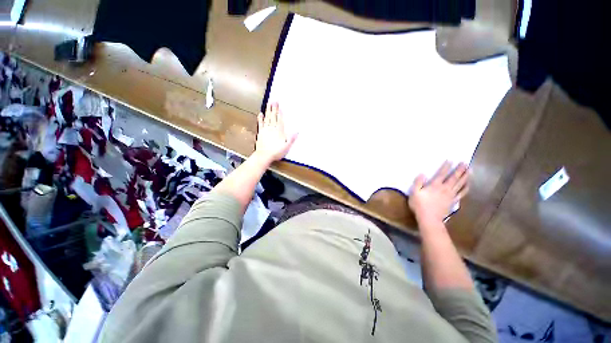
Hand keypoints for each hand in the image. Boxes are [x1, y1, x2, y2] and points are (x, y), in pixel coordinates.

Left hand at [254, 103, 296, 163]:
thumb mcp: (286, 147)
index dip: (280, 113)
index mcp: (279, 131)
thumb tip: (297, 131)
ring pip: (267, 118)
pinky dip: (260, 119)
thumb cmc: (276, 152)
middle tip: (274, 100)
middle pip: (273, 117)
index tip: (280, 106)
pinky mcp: (260, 133)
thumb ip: (291, 139)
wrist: (264, 156)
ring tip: (269, 104)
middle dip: (274, 108)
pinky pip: (260, 124)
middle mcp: (272, 129)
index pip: (280, 120)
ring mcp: (265, 130)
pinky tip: (260, 114)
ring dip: (268, 111)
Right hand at [408, 162, 469, 224]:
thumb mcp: (414, 193)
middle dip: (459, 170)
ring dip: (465, 177)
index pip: (441, 174)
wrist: (429, 218)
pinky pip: (462, 193)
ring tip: (469, 170)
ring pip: (460, 184)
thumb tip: (422, 174)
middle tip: (465, 163)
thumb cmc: (419, 205)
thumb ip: (418, 182)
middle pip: (454, 177)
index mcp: (435, 185)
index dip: (446, 167)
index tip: (450, 160)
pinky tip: (468, 185)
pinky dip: (466, 188)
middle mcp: (445, 188)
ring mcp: (451, 195)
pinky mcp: (453, 201)